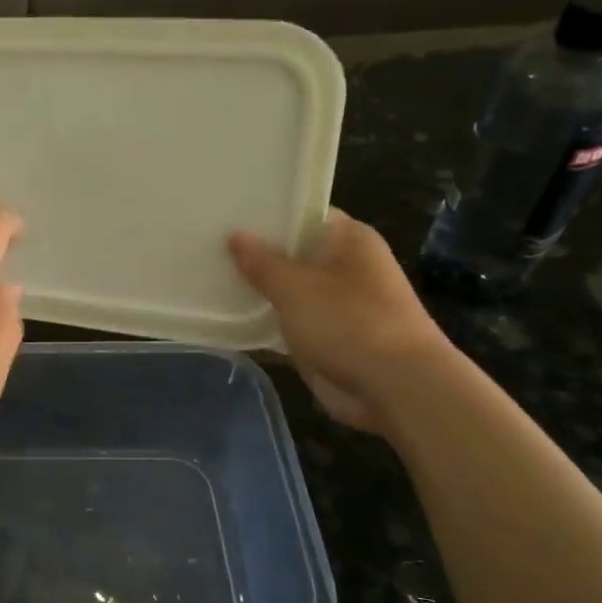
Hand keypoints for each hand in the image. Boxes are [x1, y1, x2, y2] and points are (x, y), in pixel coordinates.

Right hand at [229, 211, 454, 432]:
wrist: (396, 388)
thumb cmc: (349, 323)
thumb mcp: (295, 287)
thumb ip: (261, 263)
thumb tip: (235, 235)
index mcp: (348, 239)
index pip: (302, 214)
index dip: (265, 214)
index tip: (226, 214)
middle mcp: (344, 265)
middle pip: (291, 252)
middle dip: (254, 253)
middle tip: (205, 245)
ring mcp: (336, 303)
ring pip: (287, 288)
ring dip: (256, 289)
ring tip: (207, 276)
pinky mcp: (327, 335)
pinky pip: (287, 319)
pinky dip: (264, 319)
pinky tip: (227, 315)